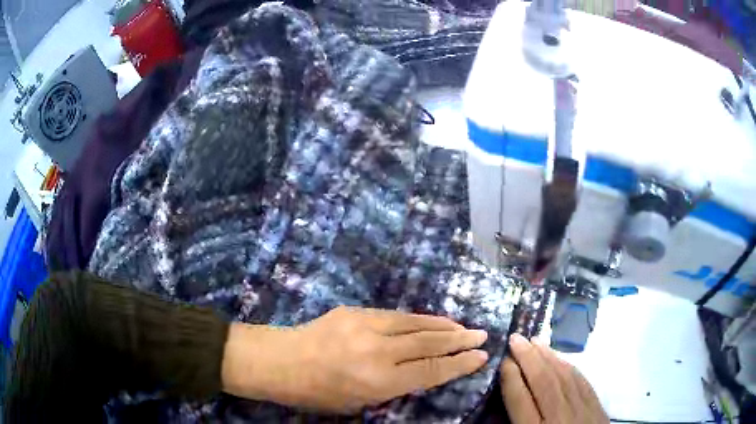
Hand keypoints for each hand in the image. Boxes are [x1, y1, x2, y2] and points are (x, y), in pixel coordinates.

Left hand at [222, 306, 488, 412]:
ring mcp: (365, 325)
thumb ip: (393, 387)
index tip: (480, 357)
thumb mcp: (359, 402)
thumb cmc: (317, 393)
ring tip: (462, 327)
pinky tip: (427, 321)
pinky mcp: (355, 311)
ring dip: (442, 325)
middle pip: (429, 343)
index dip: (459, 364)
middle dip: (459, 340)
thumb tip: (420, 371)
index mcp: (378, 381)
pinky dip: (417, 319)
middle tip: (482, 335)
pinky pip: (395, 315)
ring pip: (415, 323)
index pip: (431, 370)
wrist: (280, 361)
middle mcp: (377, 350)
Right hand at [500, 334, 607, 423]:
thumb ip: (519, 422)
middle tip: (516, 338)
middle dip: (528, 359)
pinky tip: (561, 358)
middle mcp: (560, 418)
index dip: (511, 378)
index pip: (521, 401)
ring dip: (548, 357)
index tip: (504, 360)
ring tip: (535, 341)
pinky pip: (582, 382)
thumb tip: (510, 397)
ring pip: (564, 377)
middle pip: (543, 383)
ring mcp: (582, 410)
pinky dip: (569, 367)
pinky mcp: (596, 407)